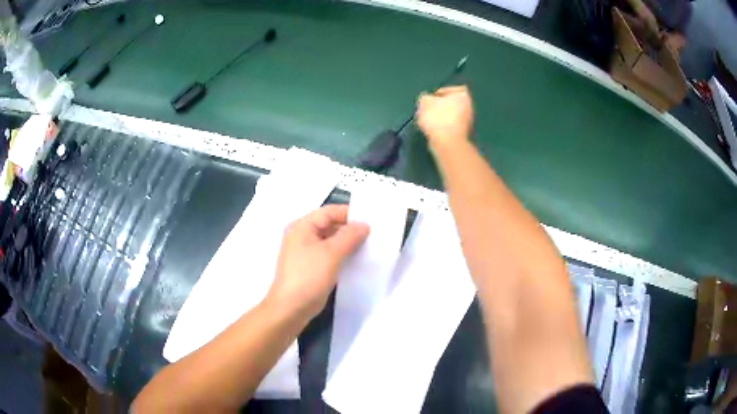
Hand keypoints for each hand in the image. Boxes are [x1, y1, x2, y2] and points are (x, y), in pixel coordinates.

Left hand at [266, 205, 368, 321]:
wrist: (290, 308)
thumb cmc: (309, 276)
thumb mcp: (331, 253)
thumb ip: (349, 236)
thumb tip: (364, 224)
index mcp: (302, 226)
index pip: (330, 211)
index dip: (350, 214)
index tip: (372, 220)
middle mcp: (302, 235)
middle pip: (330, 225)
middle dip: (351, 229)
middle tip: (374, 235)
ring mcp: (305, 252)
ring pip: (331, 241)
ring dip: (348, 243)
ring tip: (369, 247)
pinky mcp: (311, 267)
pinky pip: (329, 255)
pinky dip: (342, 255)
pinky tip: (357, 261)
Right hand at [416, 85, 473, 148]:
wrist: (447, 143)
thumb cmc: (438, 118)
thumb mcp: (424, 102)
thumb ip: (425, 97)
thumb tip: (427, 99)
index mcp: (462, 95)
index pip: (450, 89)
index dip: (438, 93)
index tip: (430, 100)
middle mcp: (469, 106)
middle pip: (451, 103)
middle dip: (439, 106)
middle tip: (427, 110)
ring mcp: (468, 121)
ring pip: (450, 115)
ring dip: (440, 118)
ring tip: (429, 122)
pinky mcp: (463, 133)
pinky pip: (450, 126)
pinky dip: (443, 127)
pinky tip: (434, 131)